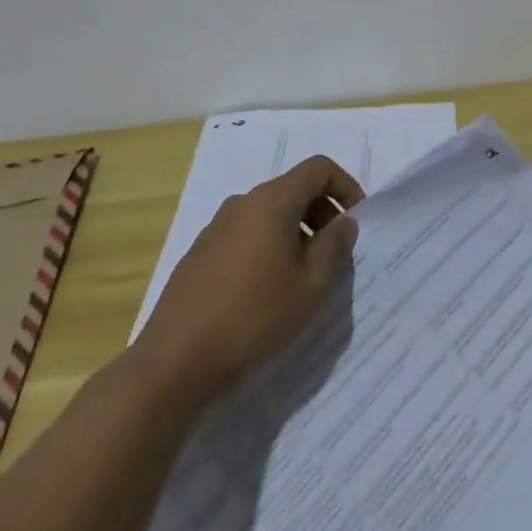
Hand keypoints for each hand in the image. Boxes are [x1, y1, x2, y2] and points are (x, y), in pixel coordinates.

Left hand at [130, 155, 364, 408]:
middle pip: (293, 188)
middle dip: (322, 212)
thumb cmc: (254, 316)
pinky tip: (268, 289)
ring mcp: (216, 228)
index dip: (345, 186)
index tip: (356, 221)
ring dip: (296, 232)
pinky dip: (269, 246)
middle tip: (335, 252)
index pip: (318, 169)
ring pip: (269, 213)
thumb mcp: (310, 285)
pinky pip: (247, 234)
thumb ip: (334, 246)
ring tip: (304, 274)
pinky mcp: (200, 254)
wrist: (174, 361)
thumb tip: (344, 222)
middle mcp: (242, 203)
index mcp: (271, 201)